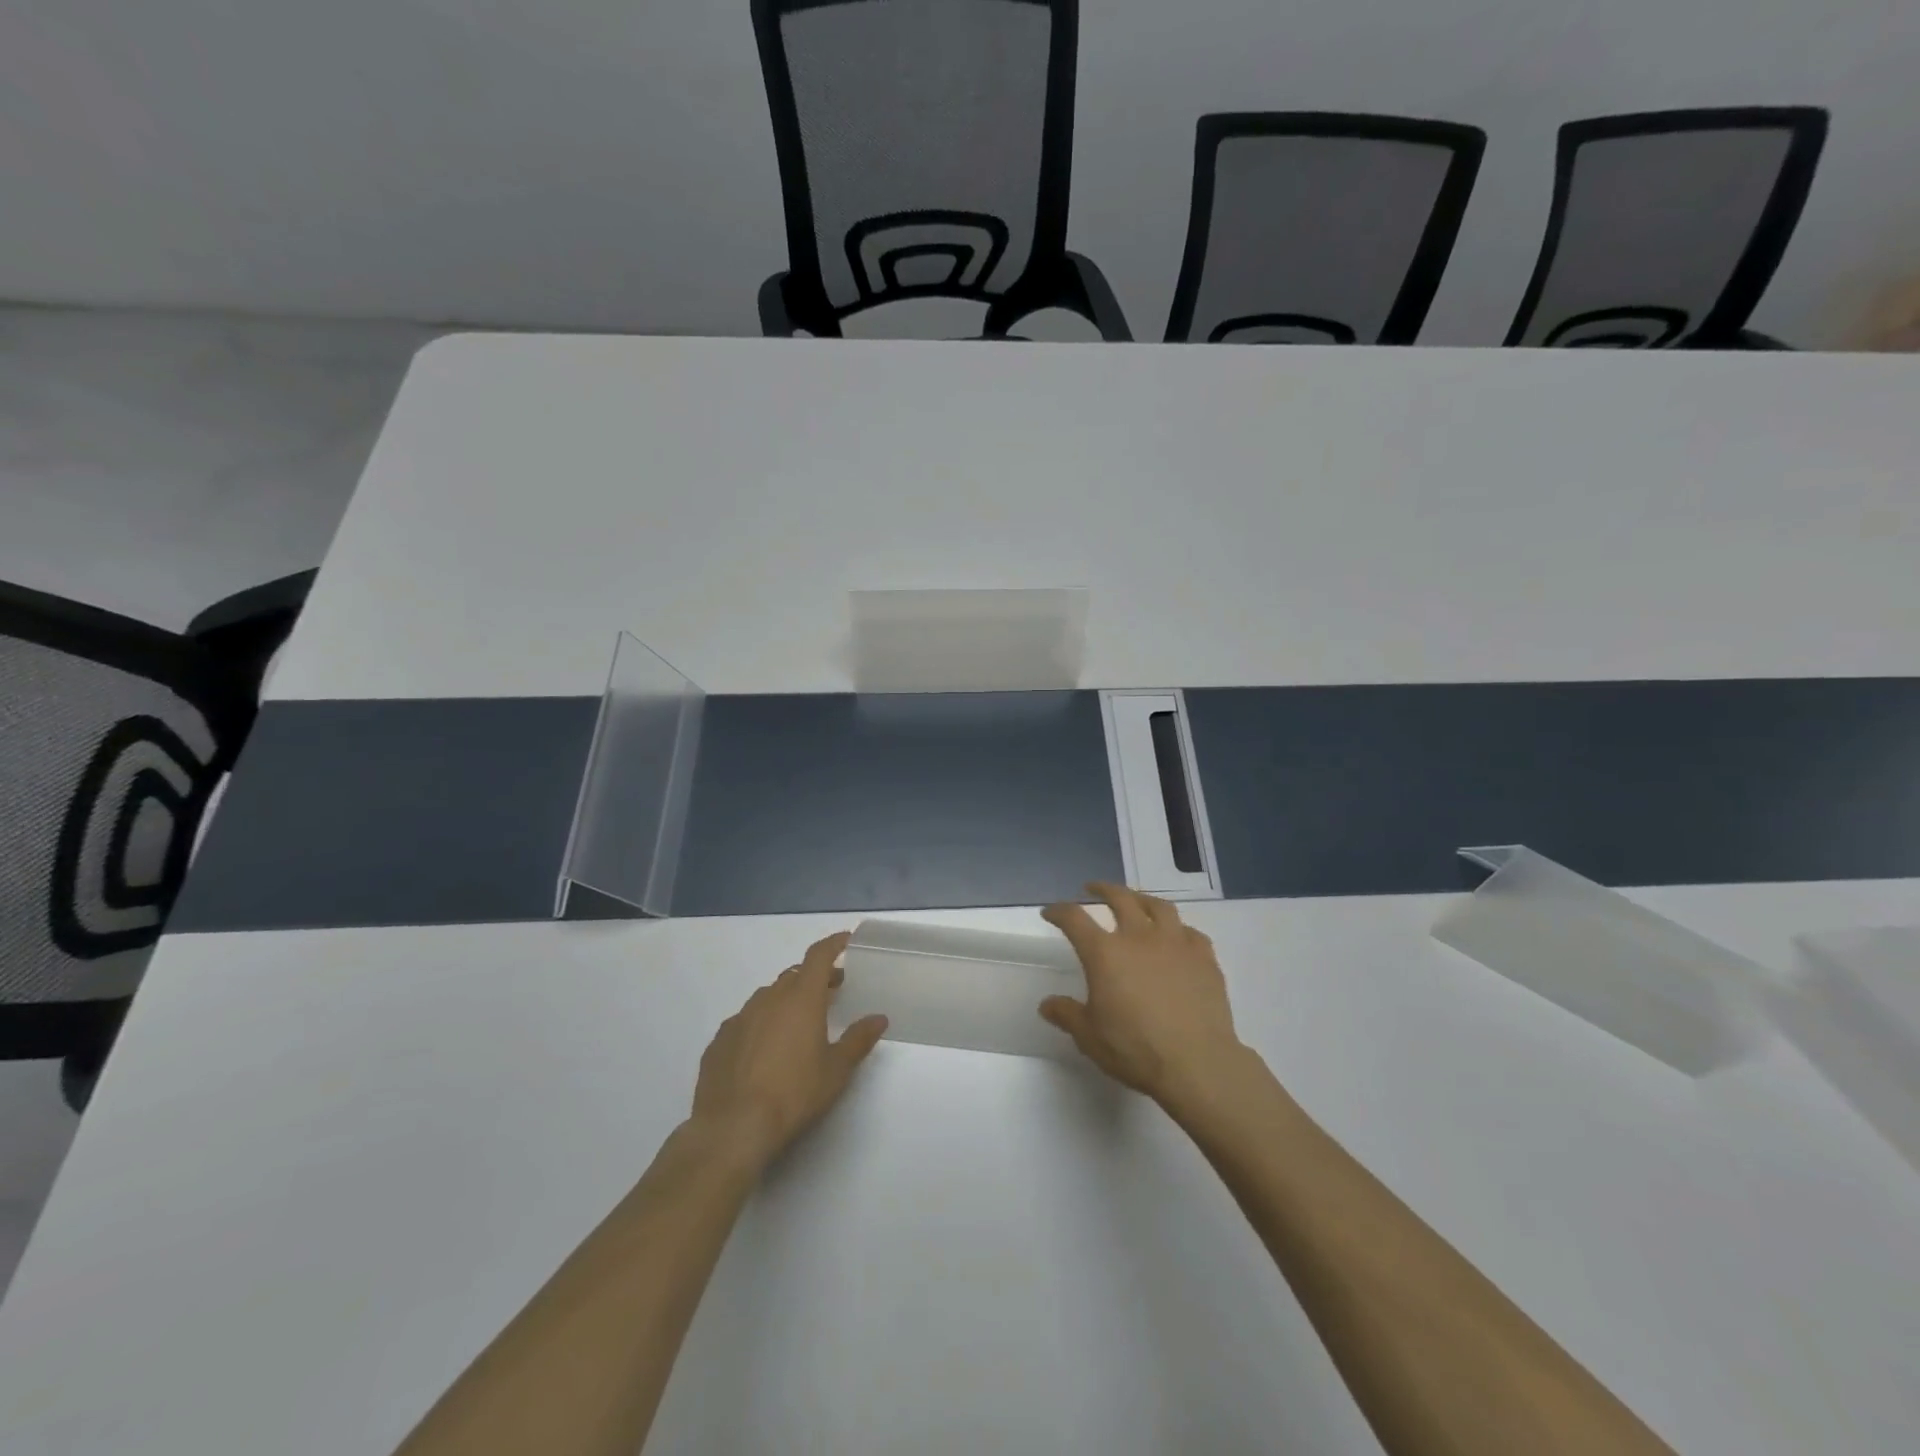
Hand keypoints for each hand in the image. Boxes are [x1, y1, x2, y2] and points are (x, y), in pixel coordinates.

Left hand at [689, 932, 887, 1169]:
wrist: (732, 1128)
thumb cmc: (793, 1094)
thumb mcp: (836, 1070)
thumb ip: (859, 1039)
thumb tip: (879, 1018)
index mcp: (801, 998)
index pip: (818, 956)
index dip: (833, 944)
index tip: (846, 940)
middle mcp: (768, 999)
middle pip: (794, 975)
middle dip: (814, 978)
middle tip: (832, 991)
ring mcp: (739, 1019)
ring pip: (767, 997)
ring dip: (786, 1000)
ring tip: (798, 1022)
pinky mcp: (718, 1042)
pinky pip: (745, 1022)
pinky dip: (760, 1024)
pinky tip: (764, 1049)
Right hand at [1040, 883, 1247, 1107]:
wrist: (1197, 1064)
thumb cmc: (1136, 1050)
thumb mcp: (1090, 1037)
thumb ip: (1067, 1015)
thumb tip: (1047, 1004)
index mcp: (1105, 953)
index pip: (1074, 919)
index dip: (1059, 911)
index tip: (1050, 912)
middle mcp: (1139, 937)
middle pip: (1119, 898)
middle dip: (1102, 889)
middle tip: (1093, 888)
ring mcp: (1176, 944)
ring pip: (1159, 906)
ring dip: (1142, 899)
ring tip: (1136, 901)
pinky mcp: (1204, 958)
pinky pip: (1190, 932)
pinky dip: (1178, 930)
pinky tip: (1177, 938)